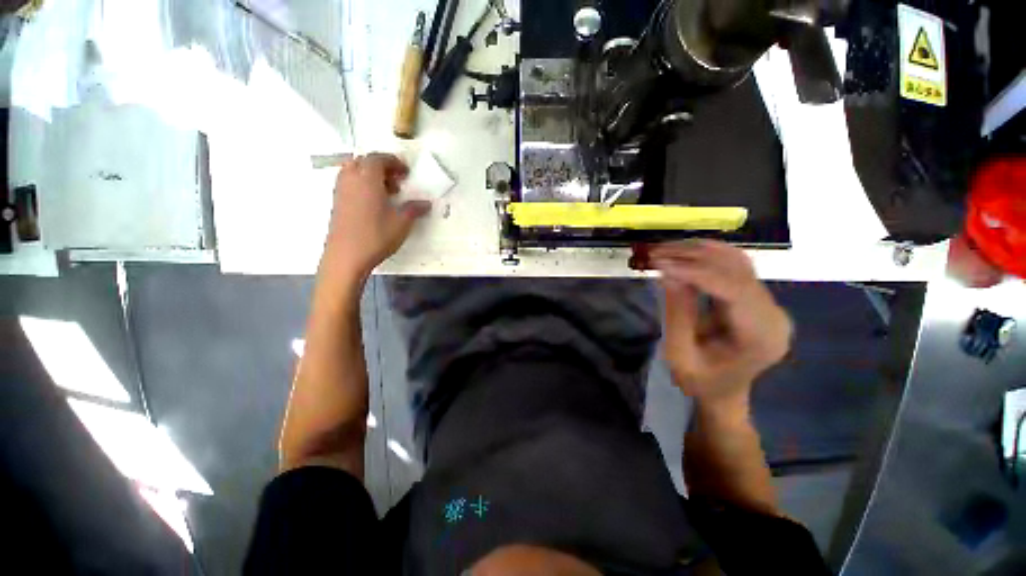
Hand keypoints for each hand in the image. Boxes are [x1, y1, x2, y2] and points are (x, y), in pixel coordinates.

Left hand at [322, 153, 430, 281]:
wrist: (346, 256)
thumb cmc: (376, 236)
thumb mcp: (402, 223)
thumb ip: (414, 209)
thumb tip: (426, 203)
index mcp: (367, 179)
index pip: (378, 158)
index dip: (394, 162)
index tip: (406, 173)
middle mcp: (351, 179)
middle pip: (364, 161)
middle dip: (382, 167)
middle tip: (397, 181)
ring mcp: (340, 190)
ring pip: (354, 171)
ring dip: (370, 175)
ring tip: (386, 192)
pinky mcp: (337, 202)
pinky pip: (349, 182)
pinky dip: (361, 184)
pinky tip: (373, 203)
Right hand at [652, 241, 791, 411]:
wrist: (723, 391)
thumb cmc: (700, 381)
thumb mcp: (680, 355)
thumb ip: (677, 314)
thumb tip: (669, 273)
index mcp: (761, 336)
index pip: (733, 289)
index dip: (695, 272)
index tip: (660, 264)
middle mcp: (773, 313)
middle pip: (737, 270)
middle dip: (693, 256)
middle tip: (655, 252)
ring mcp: (768, 302)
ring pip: (736, 261)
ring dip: (698, 250)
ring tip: (664, 249)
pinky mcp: (756, 296)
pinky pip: (734, 266)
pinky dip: (706, 255)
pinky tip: (682, 253)